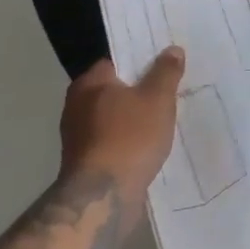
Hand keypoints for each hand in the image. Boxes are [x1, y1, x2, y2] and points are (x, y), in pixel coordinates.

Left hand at [58, 47, 184, 204]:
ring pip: (115, 118)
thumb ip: (166, 71)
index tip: (164, 66)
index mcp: (90, 83)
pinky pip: (113, 141)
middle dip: (140, 91)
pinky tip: (150, 146)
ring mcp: (78, 137)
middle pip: (116, 90)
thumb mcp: (158, 98)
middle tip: (170, 92)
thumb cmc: (130, 137)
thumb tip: (172, 49)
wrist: (104, 198)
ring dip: (135, 119)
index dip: (142, 61)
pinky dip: (129, 141)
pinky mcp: (85, 163)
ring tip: (165, 121)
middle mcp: (77, 106)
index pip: (117, 61)